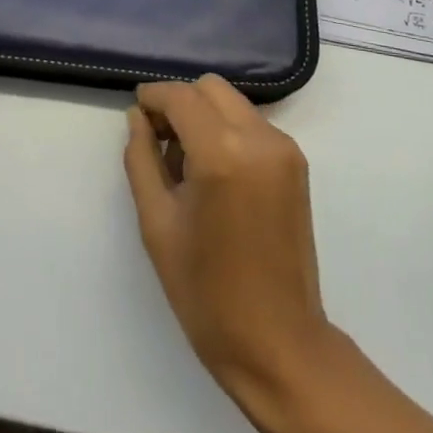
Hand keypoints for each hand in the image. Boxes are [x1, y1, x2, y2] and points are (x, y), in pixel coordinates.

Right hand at [123, 75, 333, 415]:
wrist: (278, 343)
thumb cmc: (206, 291)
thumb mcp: (157, 222)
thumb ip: (142, 158)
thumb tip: (137, 117)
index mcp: (222, 153)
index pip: (181, 98)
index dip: (153, 97)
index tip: (135, 113)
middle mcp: (260, 139)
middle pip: (210, 89)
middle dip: (179, 103)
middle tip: (158, 140)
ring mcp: (284, 149)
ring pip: (233, 103)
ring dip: (204, 115)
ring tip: (186, 163)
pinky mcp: (297, 164)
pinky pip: (252, 125)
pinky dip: (227, 130)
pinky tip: (214, 173)